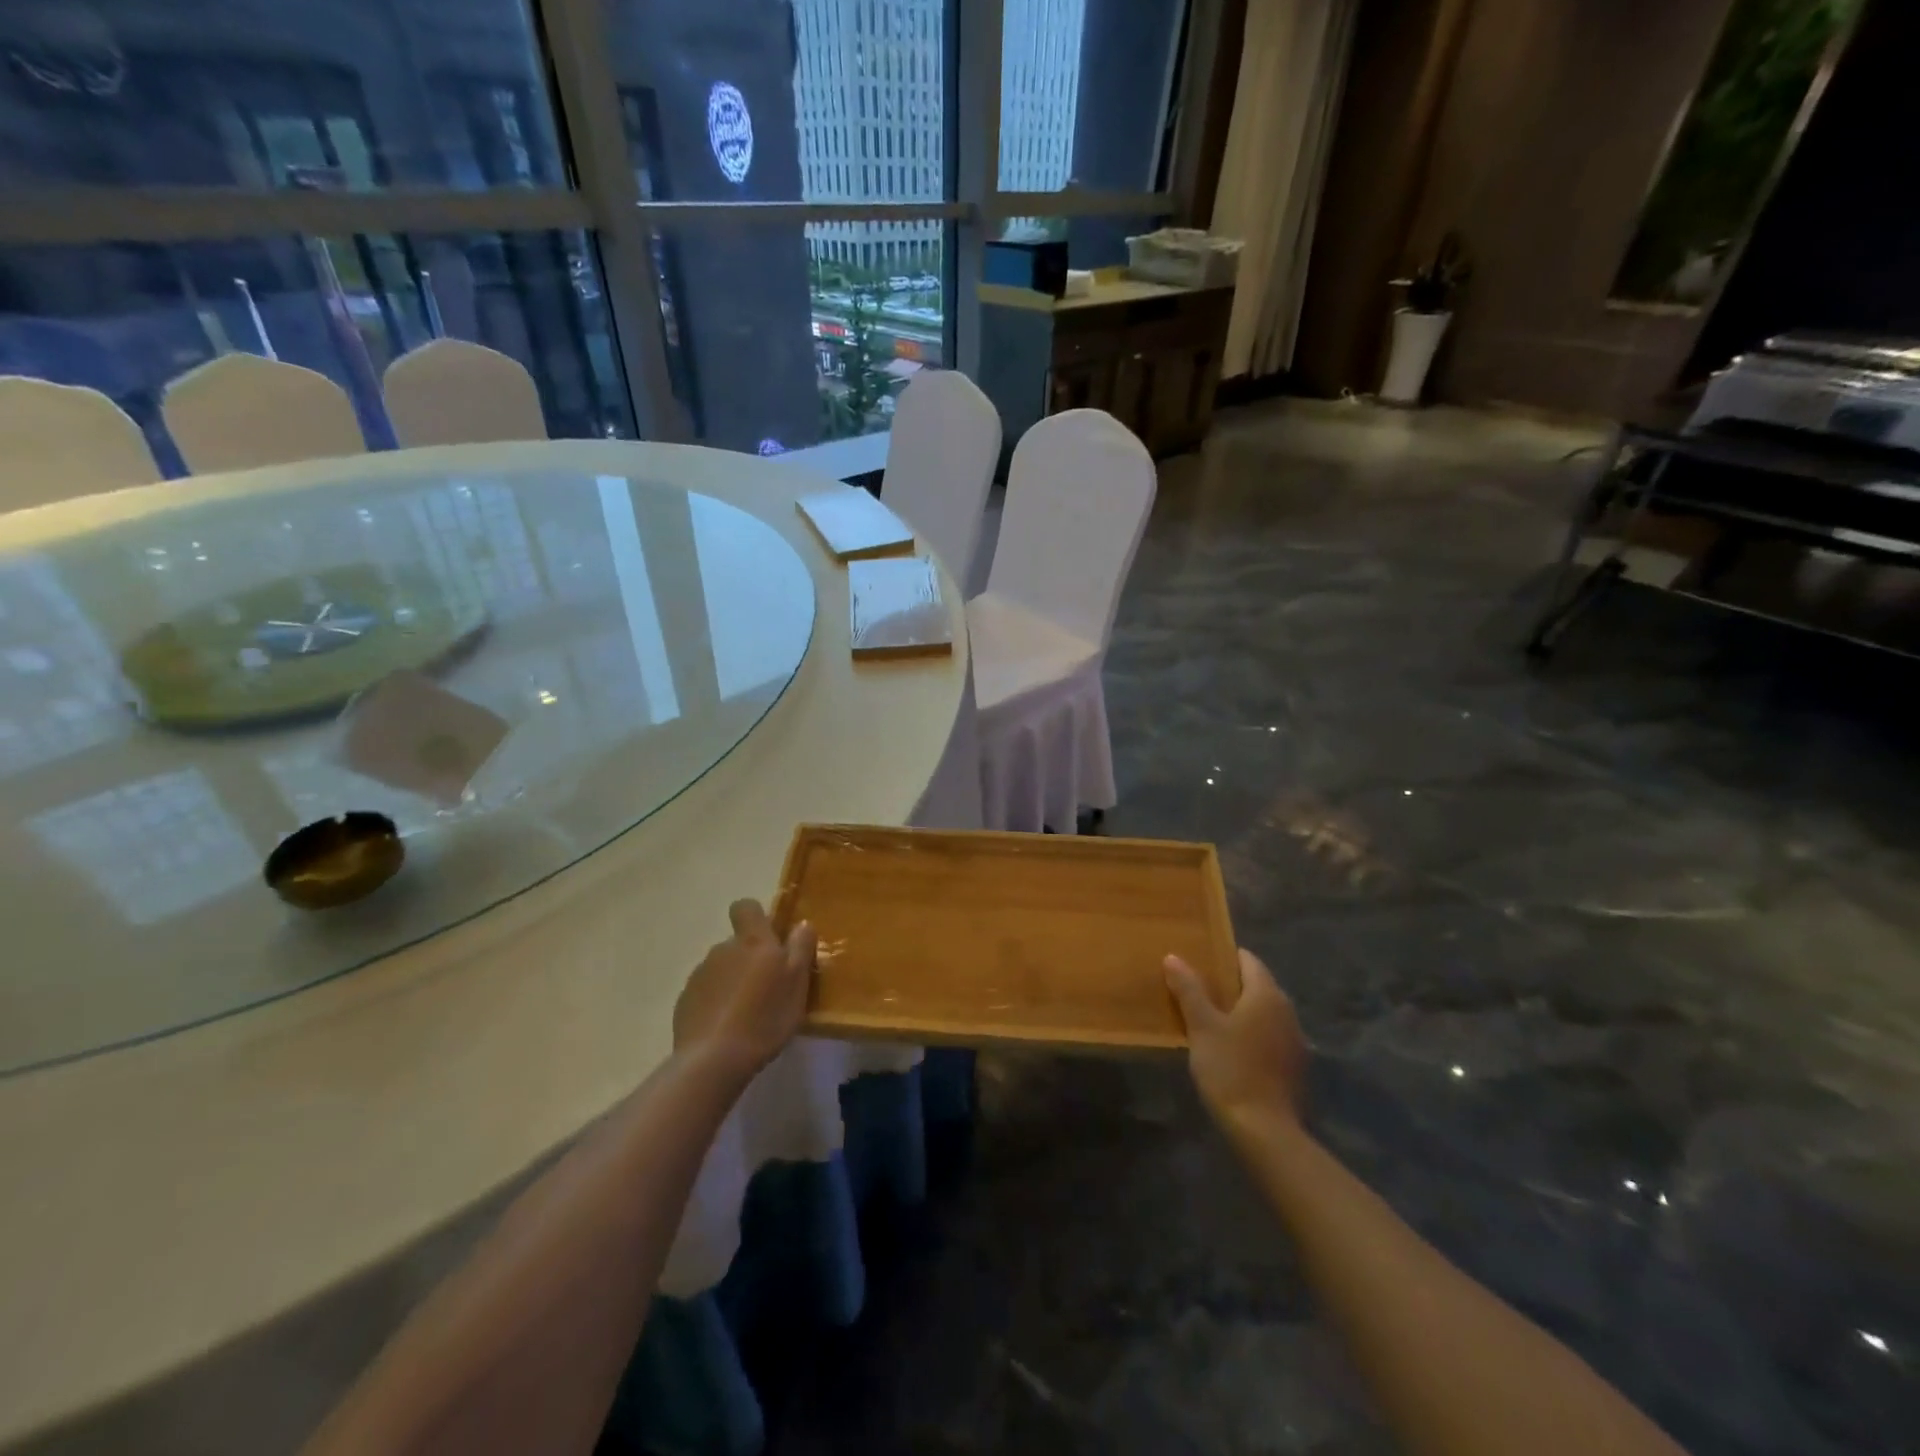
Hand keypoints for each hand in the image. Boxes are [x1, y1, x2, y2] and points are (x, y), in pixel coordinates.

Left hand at [673, 899, 817, 1079]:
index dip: (756, 917)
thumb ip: (800, 948)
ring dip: (733, 982)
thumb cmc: (765, 1017)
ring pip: (722, 968)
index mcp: (752, 941)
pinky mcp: (685, 1001)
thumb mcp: (797, 982)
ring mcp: (700, 975)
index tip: (770, 939)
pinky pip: (706, 993)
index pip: (746, 907)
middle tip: (767, 989)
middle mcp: (723, 949)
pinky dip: (717, 1003)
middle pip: (737, 943)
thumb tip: (802, 923)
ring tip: (747, 1014)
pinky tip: (726, 1028)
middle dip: (750, 959)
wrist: (713, 1059)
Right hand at [1163, 949, 1307, 1129]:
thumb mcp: (1201, 1026)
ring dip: (1242, 1010)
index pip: (1247, 959)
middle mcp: (1287, 1010)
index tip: (1199, 961)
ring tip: (1212, 1019)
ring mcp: (1295, 1039)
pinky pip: (1271, 1035)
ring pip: (1265, 1012)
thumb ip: (1189, 989)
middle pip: (1257, 985)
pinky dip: (1253, 1033)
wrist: (1265, 1130)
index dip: (1223, 957)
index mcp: (1266, 994)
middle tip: (1199, 989)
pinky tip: (1233, 1049)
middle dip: (1230, 984)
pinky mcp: (1295, 1065)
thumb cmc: (1230, 1068)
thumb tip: (1173, 957)